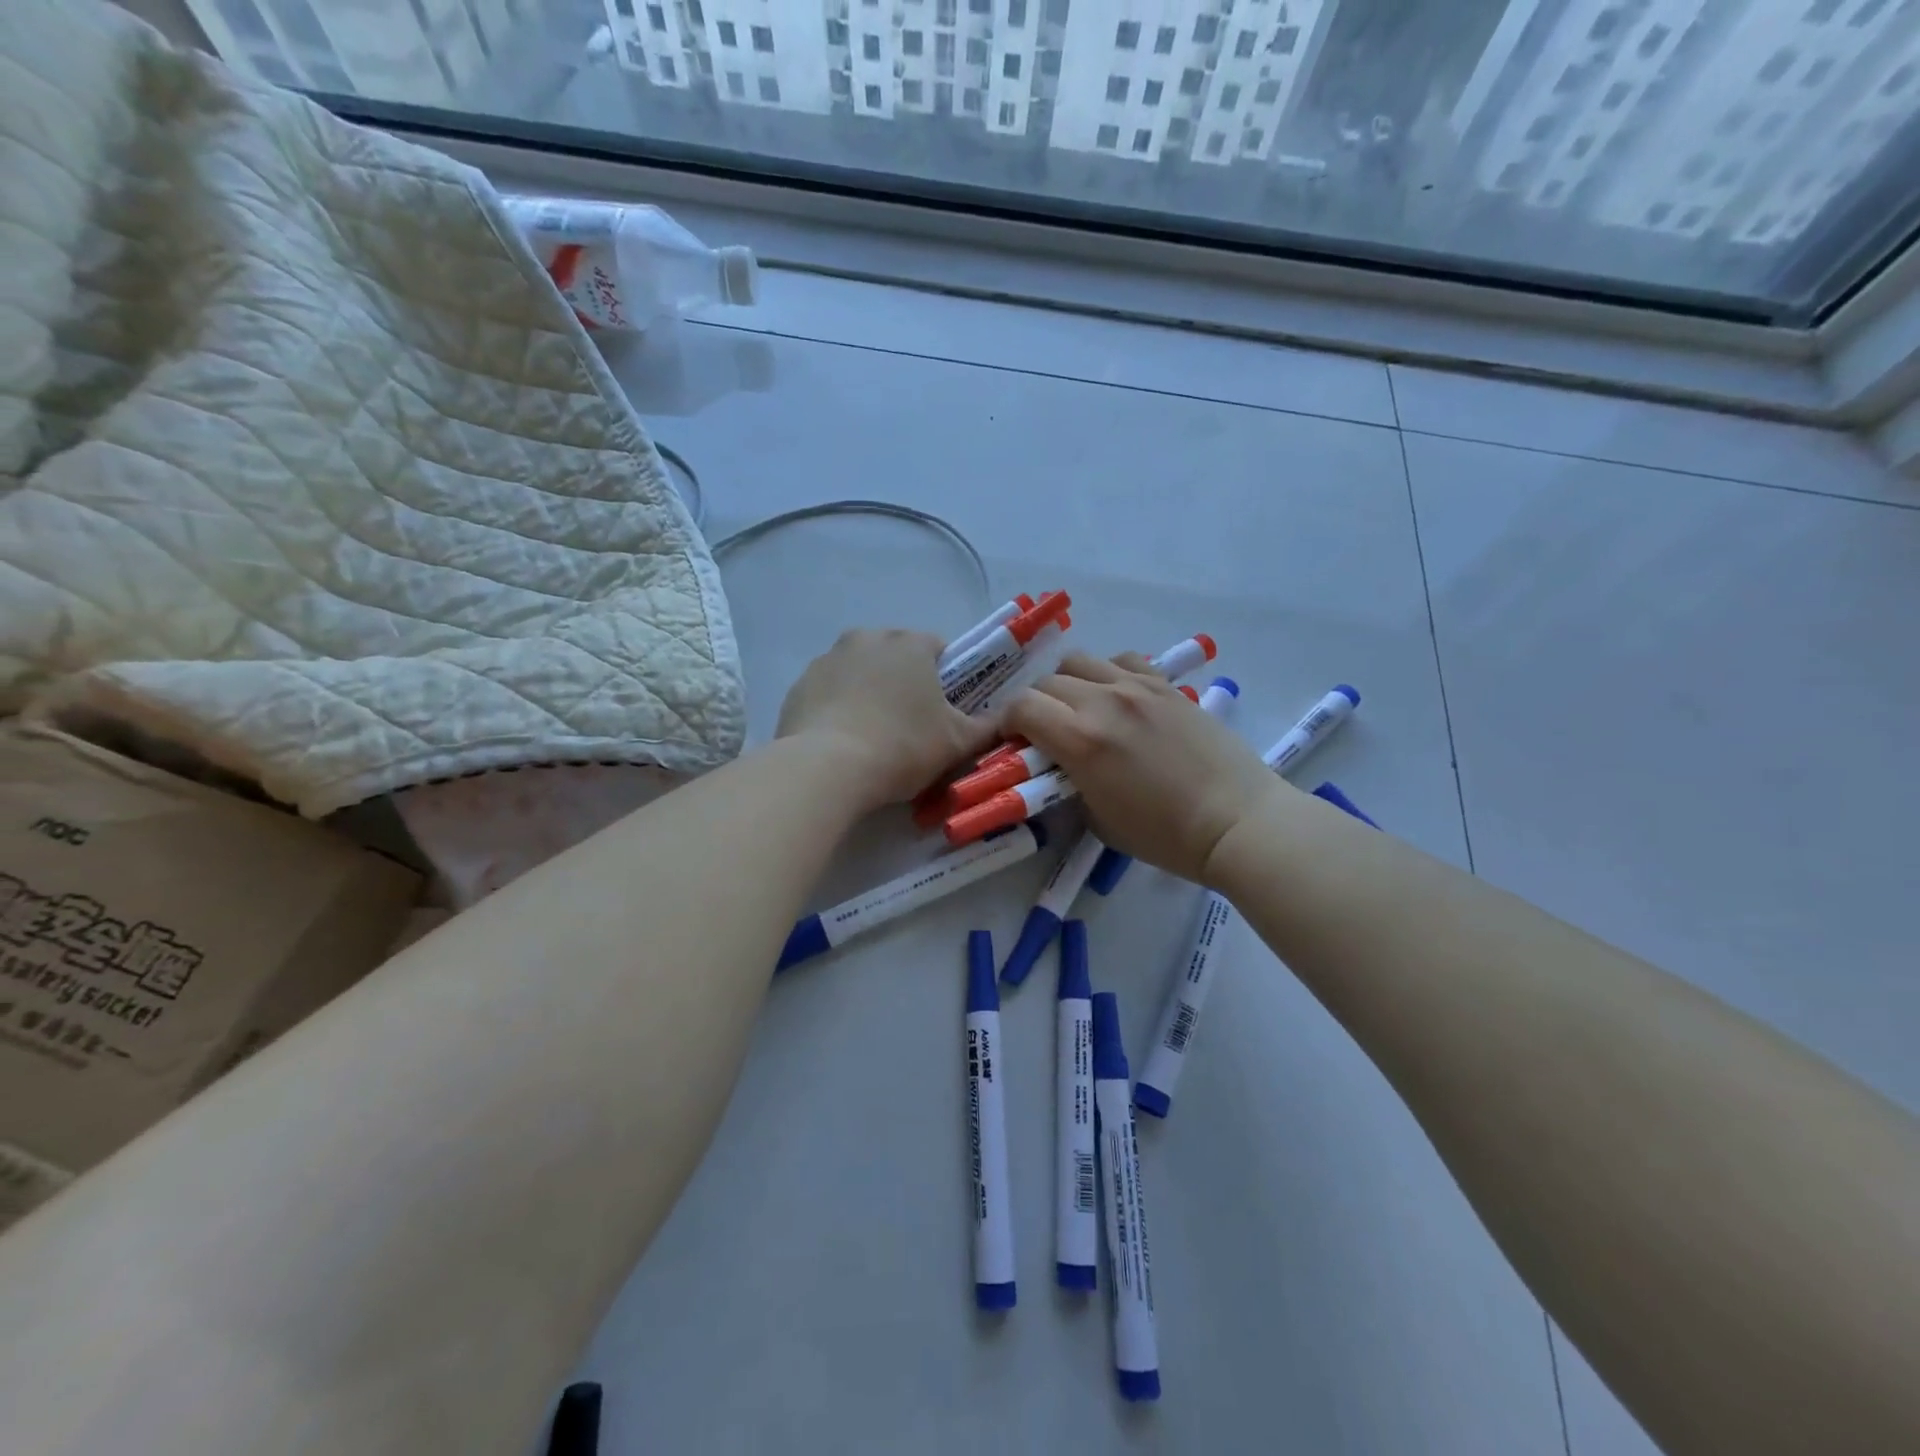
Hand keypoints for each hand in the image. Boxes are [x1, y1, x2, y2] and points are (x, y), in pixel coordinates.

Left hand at [777, 629, 996, 813]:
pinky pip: (830, 692)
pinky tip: (843, 742)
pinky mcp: (799, 684)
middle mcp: (867, 638)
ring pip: (861, 672)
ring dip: (871, 693)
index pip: (939, 649)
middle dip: (906, 684)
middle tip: (913, 727)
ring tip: (874, 737)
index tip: (946, 711)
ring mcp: (828, 659)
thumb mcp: (958, 743)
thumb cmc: (902, 747)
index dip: (948, 679)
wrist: (826, 769)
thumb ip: (988, 727)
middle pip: (897, 657)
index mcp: (910, 643)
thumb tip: (1007, 718)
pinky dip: (839, 708)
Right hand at [1001, 652, 1283, 884]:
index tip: (1011, 740)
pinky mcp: (1166, 685)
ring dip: (1067, 684)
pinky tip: (1117, 697)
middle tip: (1043, 731)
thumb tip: (1058, 765)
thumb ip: (1068, 783)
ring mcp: (1137, 687)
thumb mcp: (1097, 819)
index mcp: (1080, 740)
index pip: (1021, 707)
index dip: (1006, 722)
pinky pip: (1122, 661)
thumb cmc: (1164, 835)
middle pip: (1045, 682)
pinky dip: (1108, 673)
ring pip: (1080, 661)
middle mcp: (1103, 701)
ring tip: (1079, 708)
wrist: (1235, 821)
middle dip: (1034, 705)